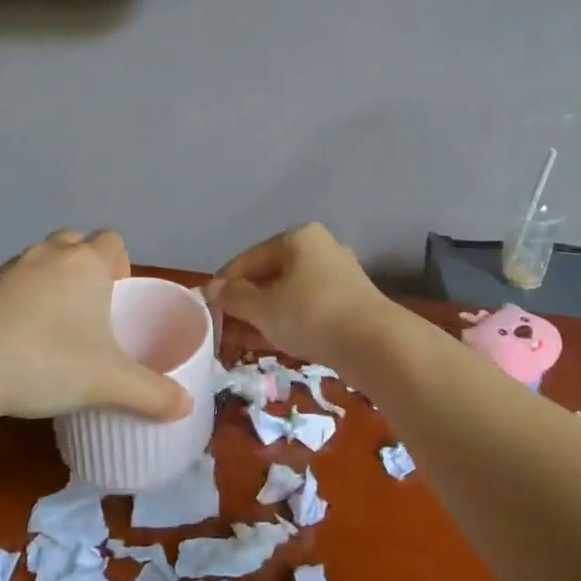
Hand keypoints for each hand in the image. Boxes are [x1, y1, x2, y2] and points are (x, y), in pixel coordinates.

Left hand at [0, 230, 193, 423]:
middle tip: (88, 309)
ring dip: (50, 282)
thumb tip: (187, 407)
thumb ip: (151, 393)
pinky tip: (15, 338)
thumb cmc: (47, 360)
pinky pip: (10, 283)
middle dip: (85, 267)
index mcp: (87, 264)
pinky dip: (18, 300)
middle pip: (75, 243)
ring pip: (40, 261)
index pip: (112, 241)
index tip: (117, 296)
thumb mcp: (107, 382)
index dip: (120, 263)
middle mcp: (50, 254)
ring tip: (52, 326)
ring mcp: (10, 267)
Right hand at [212, 222, 391, 362]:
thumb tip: (212, 290)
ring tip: (237, 339)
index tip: (206, 307)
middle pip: (270, 275)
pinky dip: (285, 322)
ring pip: (288, 294)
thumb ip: (234, 297)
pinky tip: (265, 343)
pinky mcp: (348, 304)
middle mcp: (320, 249)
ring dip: (262, 315)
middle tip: (222, 326)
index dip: (225, 282)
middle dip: (244, 302)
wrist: (374, 343)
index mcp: (298, 238)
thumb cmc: (311, 314)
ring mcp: (337, 277)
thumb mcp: (263, 307)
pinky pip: (306, 309)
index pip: (249, 258)